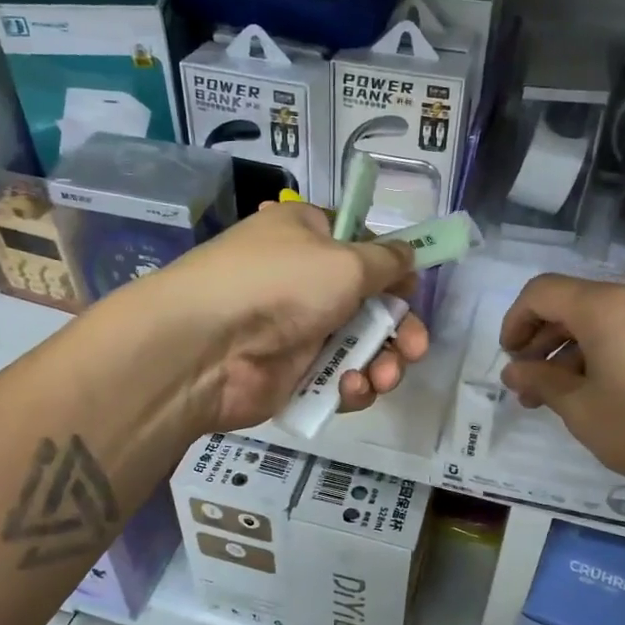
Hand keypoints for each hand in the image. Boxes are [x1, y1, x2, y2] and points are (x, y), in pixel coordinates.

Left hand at [127, 199, 430, 432]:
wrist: (208, 348)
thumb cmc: (281, 285)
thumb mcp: (346, 261)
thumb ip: (386, 261)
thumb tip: (408, 254)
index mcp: (309, 236)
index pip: (361, 247)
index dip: (392, 270)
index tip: (411, 291)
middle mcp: (303, 279)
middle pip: (370, 304)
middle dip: (400, 329)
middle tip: (416, 349)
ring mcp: (297, 330)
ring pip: (359, 347)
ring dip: (383, 362)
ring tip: (385, 377)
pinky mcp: (292, 375)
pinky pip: (337, 379)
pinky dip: (351, 386)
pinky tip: (350, 389)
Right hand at [499, 274, 624, 516]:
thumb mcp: (579, 407)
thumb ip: (539, 380)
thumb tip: (513, 371)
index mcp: (608, 305)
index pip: (542, 292)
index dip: (515, 321)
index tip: (509, 358)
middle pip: (573, 304)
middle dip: (542, 341)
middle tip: (526, 384)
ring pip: (602, 320)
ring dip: (570, 352)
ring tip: (554, 396)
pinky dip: (602, 353)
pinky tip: (592, 392)